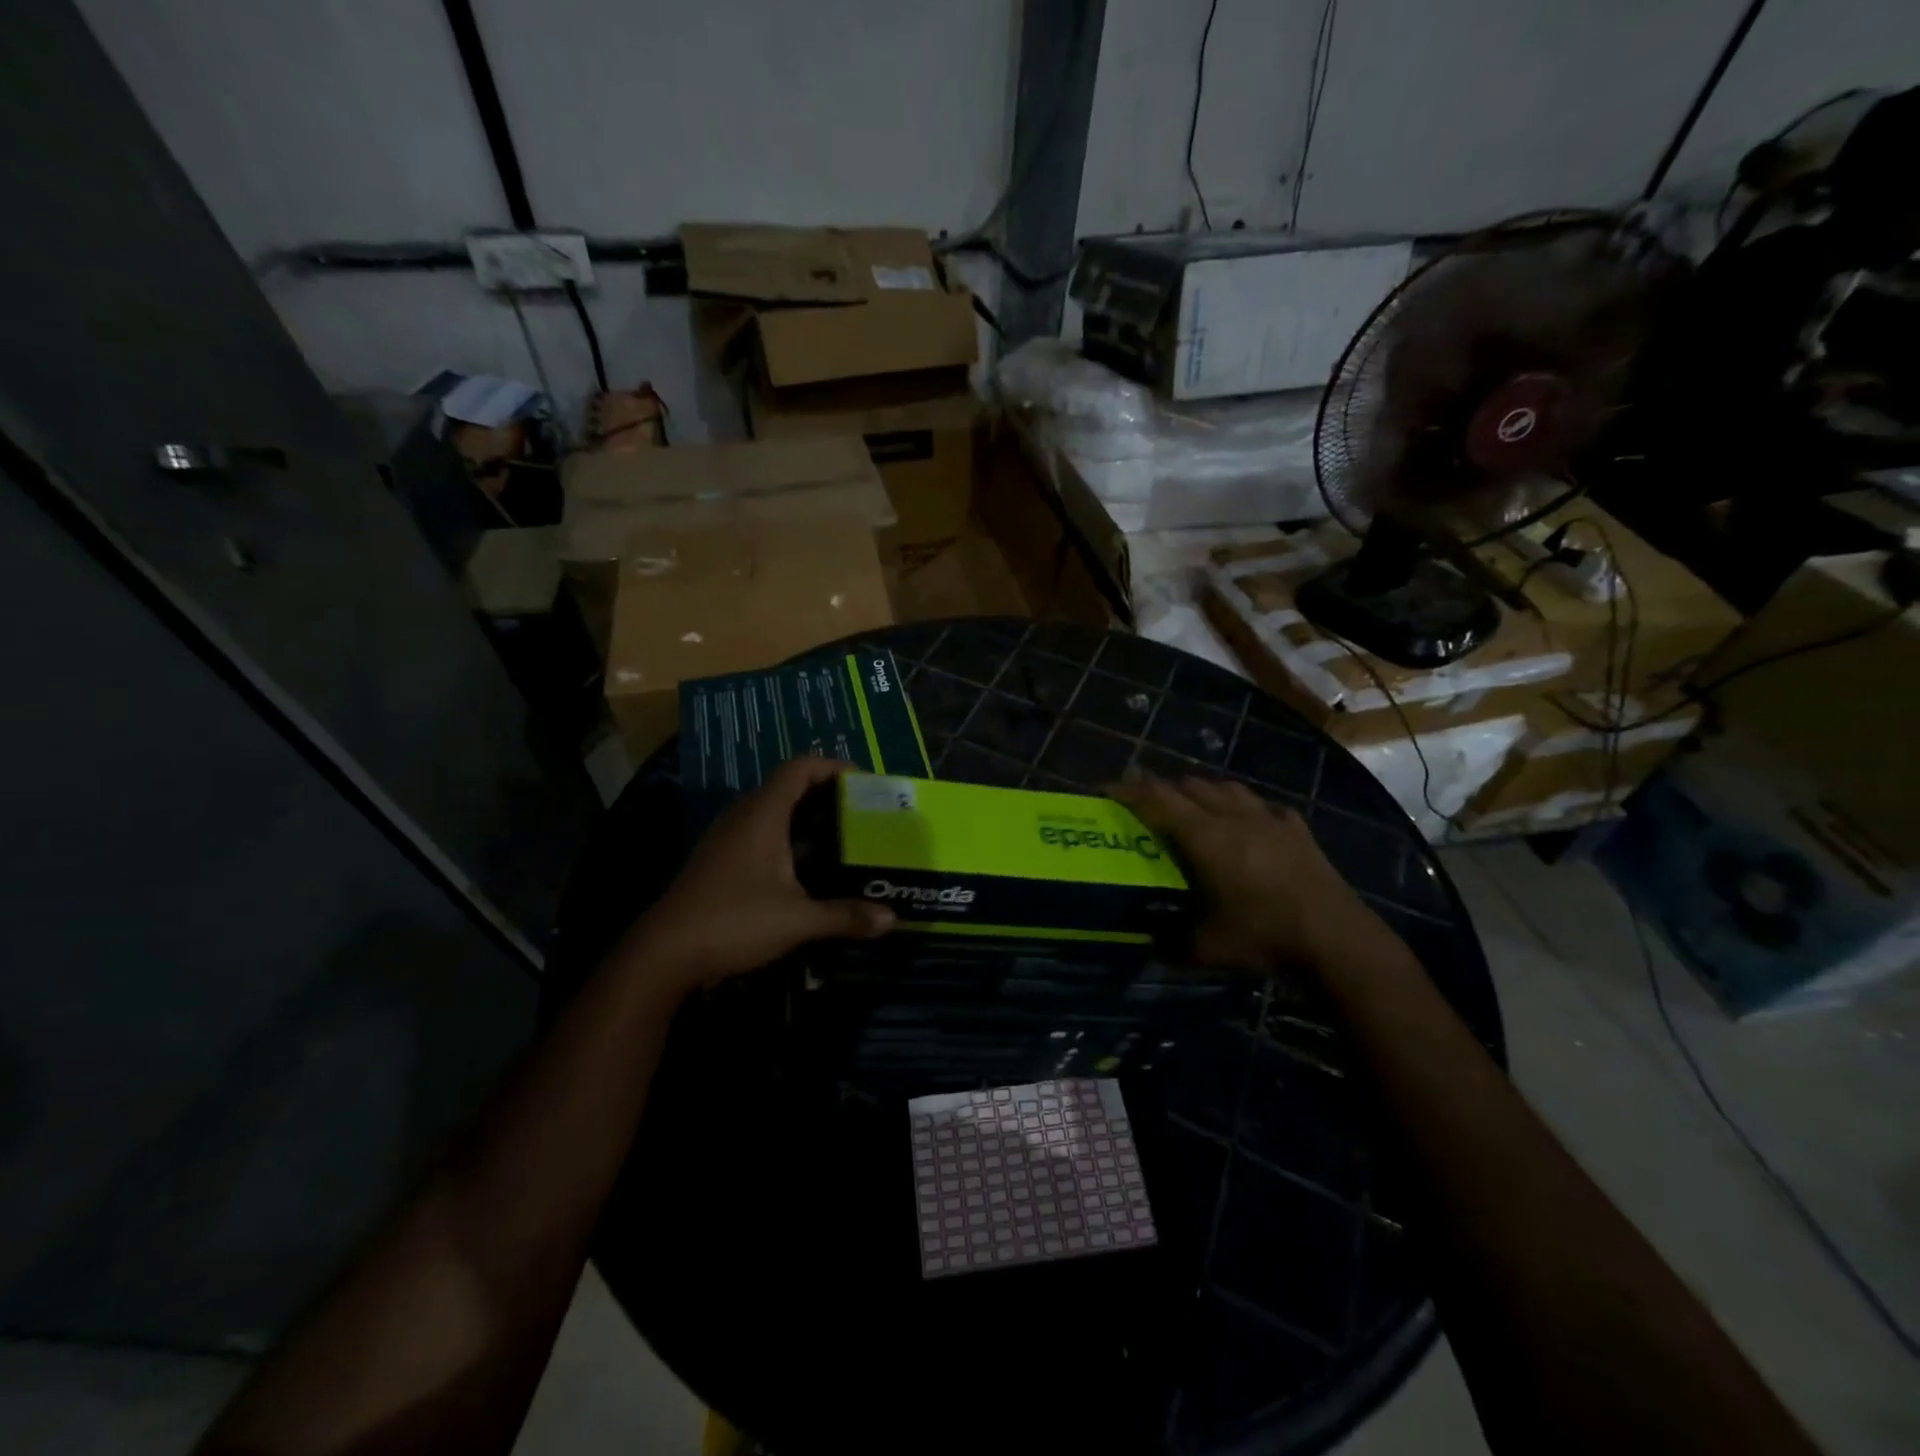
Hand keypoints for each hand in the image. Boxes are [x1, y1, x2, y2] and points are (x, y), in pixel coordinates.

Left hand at [624, 757, 893, 994]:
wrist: (664, 954)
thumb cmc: (734, 921)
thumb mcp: (797, 920)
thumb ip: (845, 916)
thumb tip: (892, 920)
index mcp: (763, 814)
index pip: (799, 768)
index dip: (832, 766)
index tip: (863, 780)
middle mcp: (743, 816)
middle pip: (787, 787)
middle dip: (825, 795)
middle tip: (860, 812)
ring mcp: (726, 838)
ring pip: (772, 813)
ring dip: (805, 819)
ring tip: (841, 837)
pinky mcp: (718, 860)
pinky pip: (759, 833)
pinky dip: (787, 839)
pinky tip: (806, 868)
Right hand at [1109, 773, 1391, 974]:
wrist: (1337, 940)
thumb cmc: (1264, 937)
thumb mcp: (1206, 948)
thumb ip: (1171, 942)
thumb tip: (1148, 944)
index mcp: (1205, 837)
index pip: (1157, 799)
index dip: (1128, 790)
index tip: (1105, 789)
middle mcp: (1233, 816)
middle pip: (1189, 785)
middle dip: (1162, 789)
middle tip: (1146, 805)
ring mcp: (1269, 819)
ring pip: (1225, 787)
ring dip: (1201, 792)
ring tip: (1191, 808)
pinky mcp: (1297, 830)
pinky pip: (1262, 805)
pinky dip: (1243, 808)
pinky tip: (1246, 823)